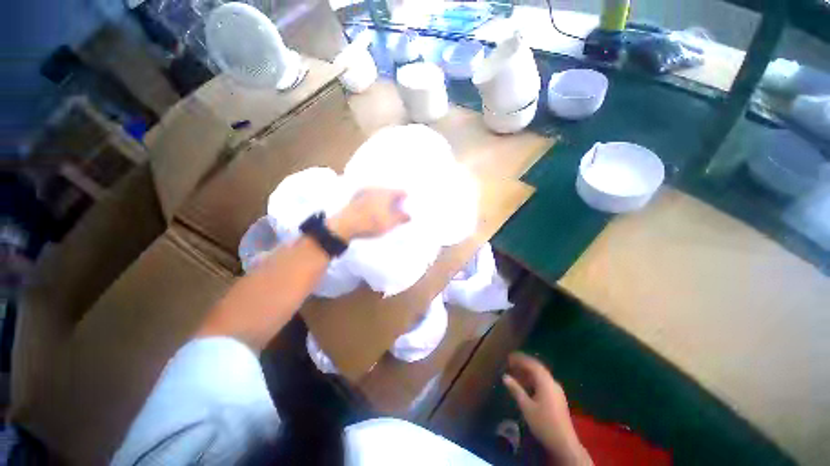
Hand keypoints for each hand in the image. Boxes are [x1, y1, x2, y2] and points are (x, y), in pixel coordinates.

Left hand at [327, 188, 410, 240]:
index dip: (405, 200)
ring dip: (383, 201)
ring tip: (384, 213)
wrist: (344, 225)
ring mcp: (364, 191)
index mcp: (387, 193)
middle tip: (396, 212)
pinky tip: (372, 212)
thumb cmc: (371, 223)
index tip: (406, 208)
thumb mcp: (390, 223)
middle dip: (394, 201)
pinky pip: (370, 197)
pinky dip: (374, 202)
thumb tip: (409, 215)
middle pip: (390, 192)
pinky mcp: (355, 196)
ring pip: (379, 194)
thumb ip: (401, 218)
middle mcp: (376, 188)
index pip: (401, 192)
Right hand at [503, 353, 591, 465]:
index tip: (509, 357)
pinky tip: (527, 386)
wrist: (564, 443)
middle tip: (511, 364)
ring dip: (528, 373)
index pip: (532, 364)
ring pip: (541, 376)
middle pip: (537, 368)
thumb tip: (505, 376)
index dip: (520, 359)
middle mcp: (552, 382)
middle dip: (524, 364)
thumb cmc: (543, 423)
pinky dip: (534, 380)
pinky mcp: (558, 398)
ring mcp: (557, 391)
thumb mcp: (526, 407)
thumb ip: (516, 390)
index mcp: (545, 382)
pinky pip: (544, 382)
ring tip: (516, 374)